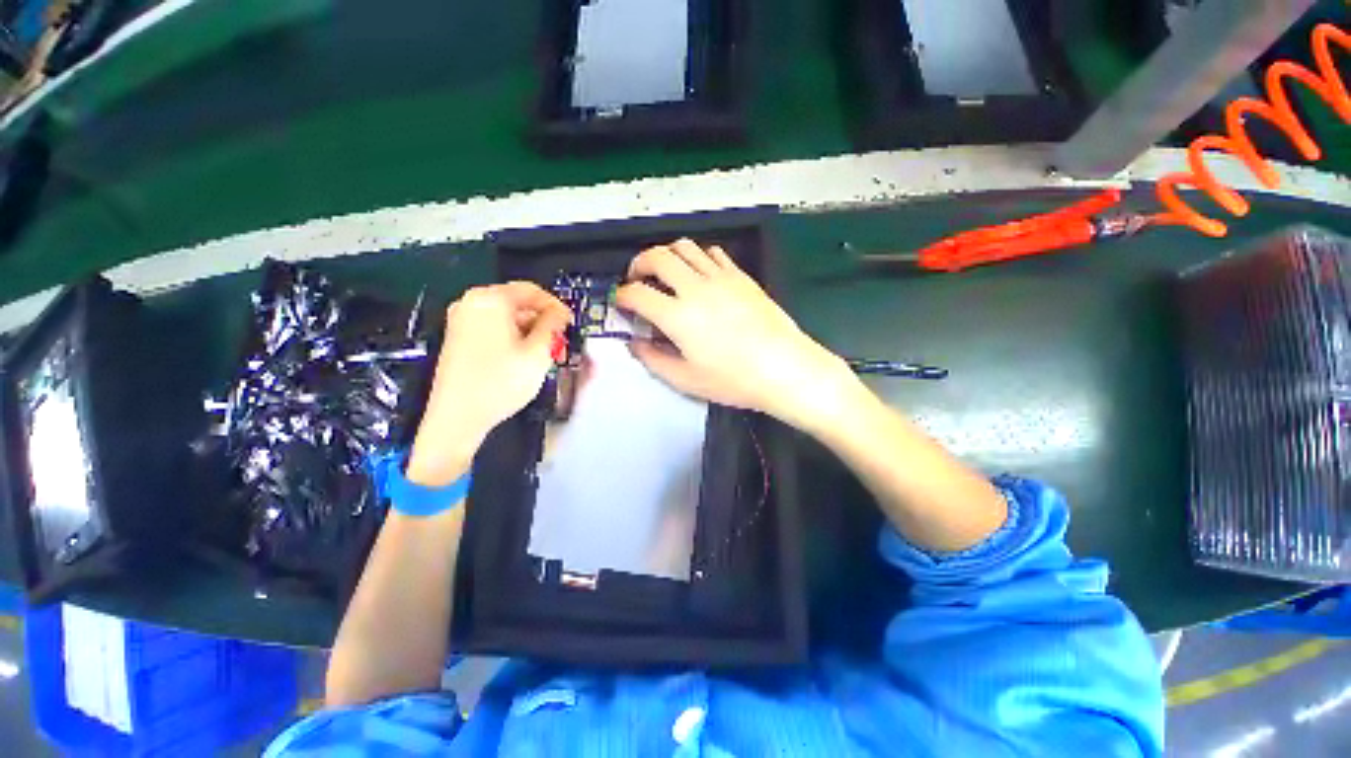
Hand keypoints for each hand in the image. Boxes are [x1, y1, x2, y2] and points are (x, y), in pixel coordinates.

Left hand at [407, 283, 570, 485]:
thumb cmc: (500, 382)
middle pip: (518, 303)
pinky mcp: (458, 339)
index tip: (569, 323)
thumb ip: (553, 326)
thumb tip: (559, 313)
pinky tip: (524, 358)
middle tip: (560, 342)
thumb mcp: (538, 353)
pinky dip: (513, 338)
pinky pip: (493, 328)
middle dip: (543, 321)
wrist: (457, 417)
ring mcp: (461, 321)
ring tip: (546, 354)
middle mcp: (471, 304)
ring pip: (506, 317)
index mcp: (490, 300)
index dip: (555, 306)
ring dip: (530, 331)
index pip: (531, 290)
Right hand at [615, 239, 853, 429]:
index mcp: (678, 316)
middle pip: (657, 257)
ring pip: (684, 247)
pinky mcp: (741, 276)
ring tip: (665, 273)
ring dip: (666, 255)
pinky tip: (698, 274)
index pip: (637, 293)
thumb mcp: (686, 380)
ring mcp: (720, 278)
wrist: (784, 368)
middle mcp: (696, 288)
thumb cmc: (735, 380)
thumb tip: (636, 344)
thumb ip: (653, 360)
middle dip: (639, 264)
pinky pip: (712, 253)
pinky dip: (697, 257)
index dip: (622, 296)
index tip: (621, 303)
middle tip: (637, 279)